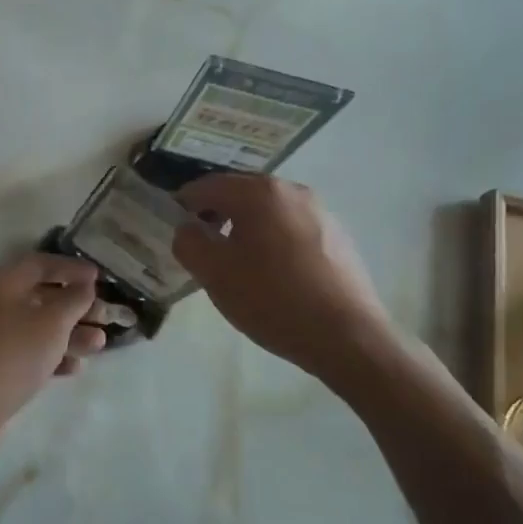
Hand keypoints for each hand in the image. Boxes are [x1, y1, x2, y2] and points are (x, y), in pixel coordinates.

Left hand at [0, 253, 106, 461]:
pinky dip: (54, 355)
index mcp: (4, 283)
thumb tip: (85, 285)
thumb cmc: (16, 351)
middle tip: (107, 315)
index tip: (99, 278)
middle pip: (44, 297)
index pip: (41, 264)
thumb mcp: (53, 322)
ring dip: (72, 333)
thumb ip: (74, 299)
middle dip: (78, 306)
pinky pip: (32, 351)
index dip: (72, 268)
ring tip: (99, 343)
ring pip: (40, 326)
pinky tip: (76, 367)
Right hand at [172, 174, 396, 381]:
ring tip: (237, 264)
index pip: (207, 186)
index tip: (175, 229)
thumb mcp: (214, 273)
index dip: (184, 205)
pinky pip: (291, 229)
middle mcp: (292, 191)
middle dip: (216, 215)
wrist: (347, 337)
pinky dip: (273, 241)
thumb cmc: (272, 299)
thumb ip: (189, 242)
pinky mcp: (338, 237)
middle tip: (202, 248)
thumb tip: (188, 229)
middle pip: (240, 194)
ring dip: (245, 229)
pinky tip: (272, 275)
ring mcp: (320, 212)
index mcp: (259, 192)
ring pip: (268, 212)